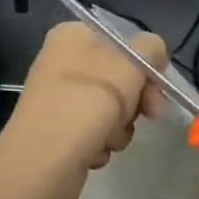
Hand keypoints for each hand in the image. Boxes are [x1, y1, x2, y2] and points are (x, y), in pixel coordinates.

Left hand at [0, 22, 166, 198]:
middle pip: (120, 76)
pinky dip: (100, 143)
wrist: (40, 163)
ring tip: (106, 137)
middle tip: (146, 116)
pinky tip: (92, 151)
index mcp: (72, 36)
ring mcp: (60, 97)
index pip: (124, 41)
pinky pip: (95, 131)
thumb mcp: (128, 65)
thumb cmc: (85, 105)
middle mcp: (63, 62)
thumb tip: (154, 54)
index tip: (158, 92)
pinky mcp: (59, 129)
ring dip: (119, 127)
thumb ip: (151, 48)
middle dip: (134, 102)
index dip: (146, 67)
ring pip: (112, 108)